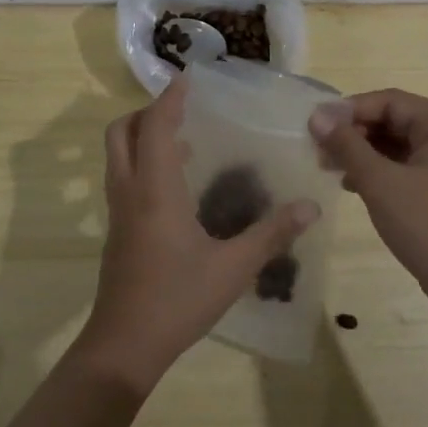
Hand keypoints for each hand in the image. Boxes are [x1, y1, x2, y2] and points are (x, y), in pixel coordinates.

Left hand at [77, 75, 317, 393]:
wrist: (124, 347)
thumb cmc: (177, 300)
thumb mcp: (233, 268)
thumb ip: (271, 234)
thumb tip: (310, 207)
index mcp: (155, 190)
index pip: (154, 127)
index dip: (169, 99)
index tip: (188, 79)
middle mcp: (130, 192)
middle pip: (121, 133)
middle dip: (146, 113)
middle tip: (181, 111)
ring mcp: (118, 213)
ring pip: (117, 157)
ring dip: (142, 138)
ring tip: (184, 142)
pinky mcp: (118, 233)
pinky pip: (123, 180)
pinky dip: (142, 164)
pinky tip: (177, 187)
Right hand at [309, 89, 427, 305]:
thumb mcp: (380, 182)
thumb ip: (347, 145)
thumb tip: (316, 116)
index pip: (389, 101)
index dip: (350, 108)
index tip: (316, 125)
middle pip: (392, 119)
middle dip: (353, 131)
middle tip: (319, 148)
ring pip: (394, 144)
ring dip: (360, 151)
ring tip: (328, 166)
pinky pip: (401, 165)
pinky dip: (375, 170)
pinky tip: (350, 184)